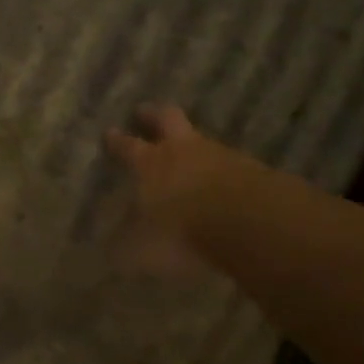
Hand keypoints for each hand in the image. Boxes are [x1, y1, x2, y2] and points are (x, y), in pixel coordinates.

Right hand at [104, 103, 236, 271]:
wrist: (251, 224)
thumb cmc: (183, 232)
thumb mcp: (142, 250)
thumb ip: (126, 247)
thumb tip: (111, 251)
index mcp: (150, 164)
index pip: (127, 146)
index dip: (117, 140)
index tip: (110, 132)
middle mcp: (183, 151)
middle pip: (167, 119)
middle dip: (153, 115)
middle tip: (144, 111)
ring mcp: (221, 156)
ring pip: (201, 139)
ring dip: (191, 143)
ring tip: (186, 151)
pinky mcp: (253, 171)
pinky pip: (229, 164)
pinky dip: (220, 169)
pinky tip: (219, 182)